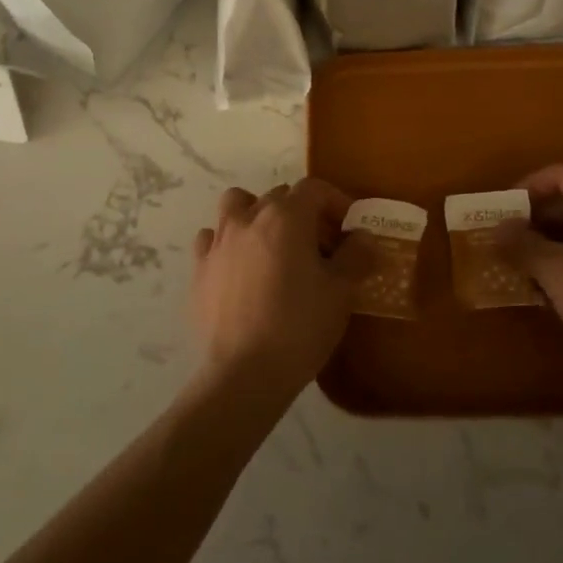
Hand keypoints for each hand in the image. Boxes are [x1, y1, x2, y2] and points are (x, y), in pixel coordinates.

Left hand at [190, 178, 359, 399]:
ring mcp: (219, 242)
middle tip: (320, 245)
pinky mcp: (199, 269)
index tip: (350, 229)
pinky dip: (228, 244)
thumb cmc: (300, 326)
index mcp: (286, 217)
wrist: (244, 373)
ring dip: (257, 215)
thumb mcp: (341, 291)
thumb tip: (363, 237)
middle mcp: (249, 218)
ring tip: (273, 246)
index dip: (336, 202)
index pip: (314, 189)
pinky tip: (240, 268)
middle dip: (303, 212)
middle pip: (279, 196)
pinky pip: (212, 239)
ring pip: (237, 206)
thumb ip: (356, 256)